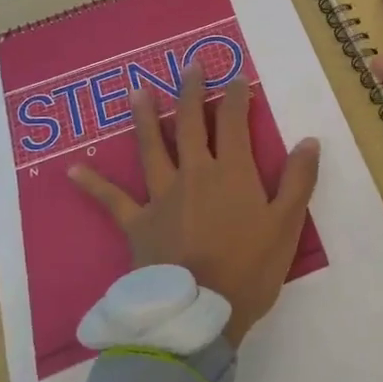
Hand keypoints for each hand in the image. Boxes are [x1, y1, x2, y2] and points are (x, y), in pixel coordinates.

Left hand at [70, 64, 320, 346]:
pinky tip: (72, 170)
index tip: (236, 77)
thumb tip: (309, 139)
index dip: (236, 96)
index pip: (233, 122)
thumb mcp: (287, 225)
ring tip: (138, 91)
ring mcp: (161, 197)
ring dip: (144, 118)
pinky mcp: (137, 224)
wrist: (199, 316)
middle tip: (189, 65)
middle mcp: (194, 174)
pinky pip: (112, 201)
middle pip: (189, 123)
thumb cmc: (249, 270)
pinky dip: (93, 185)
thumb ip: (299, 180)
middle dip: (191, 92)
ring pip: (151, 148)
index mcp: (231, 172)